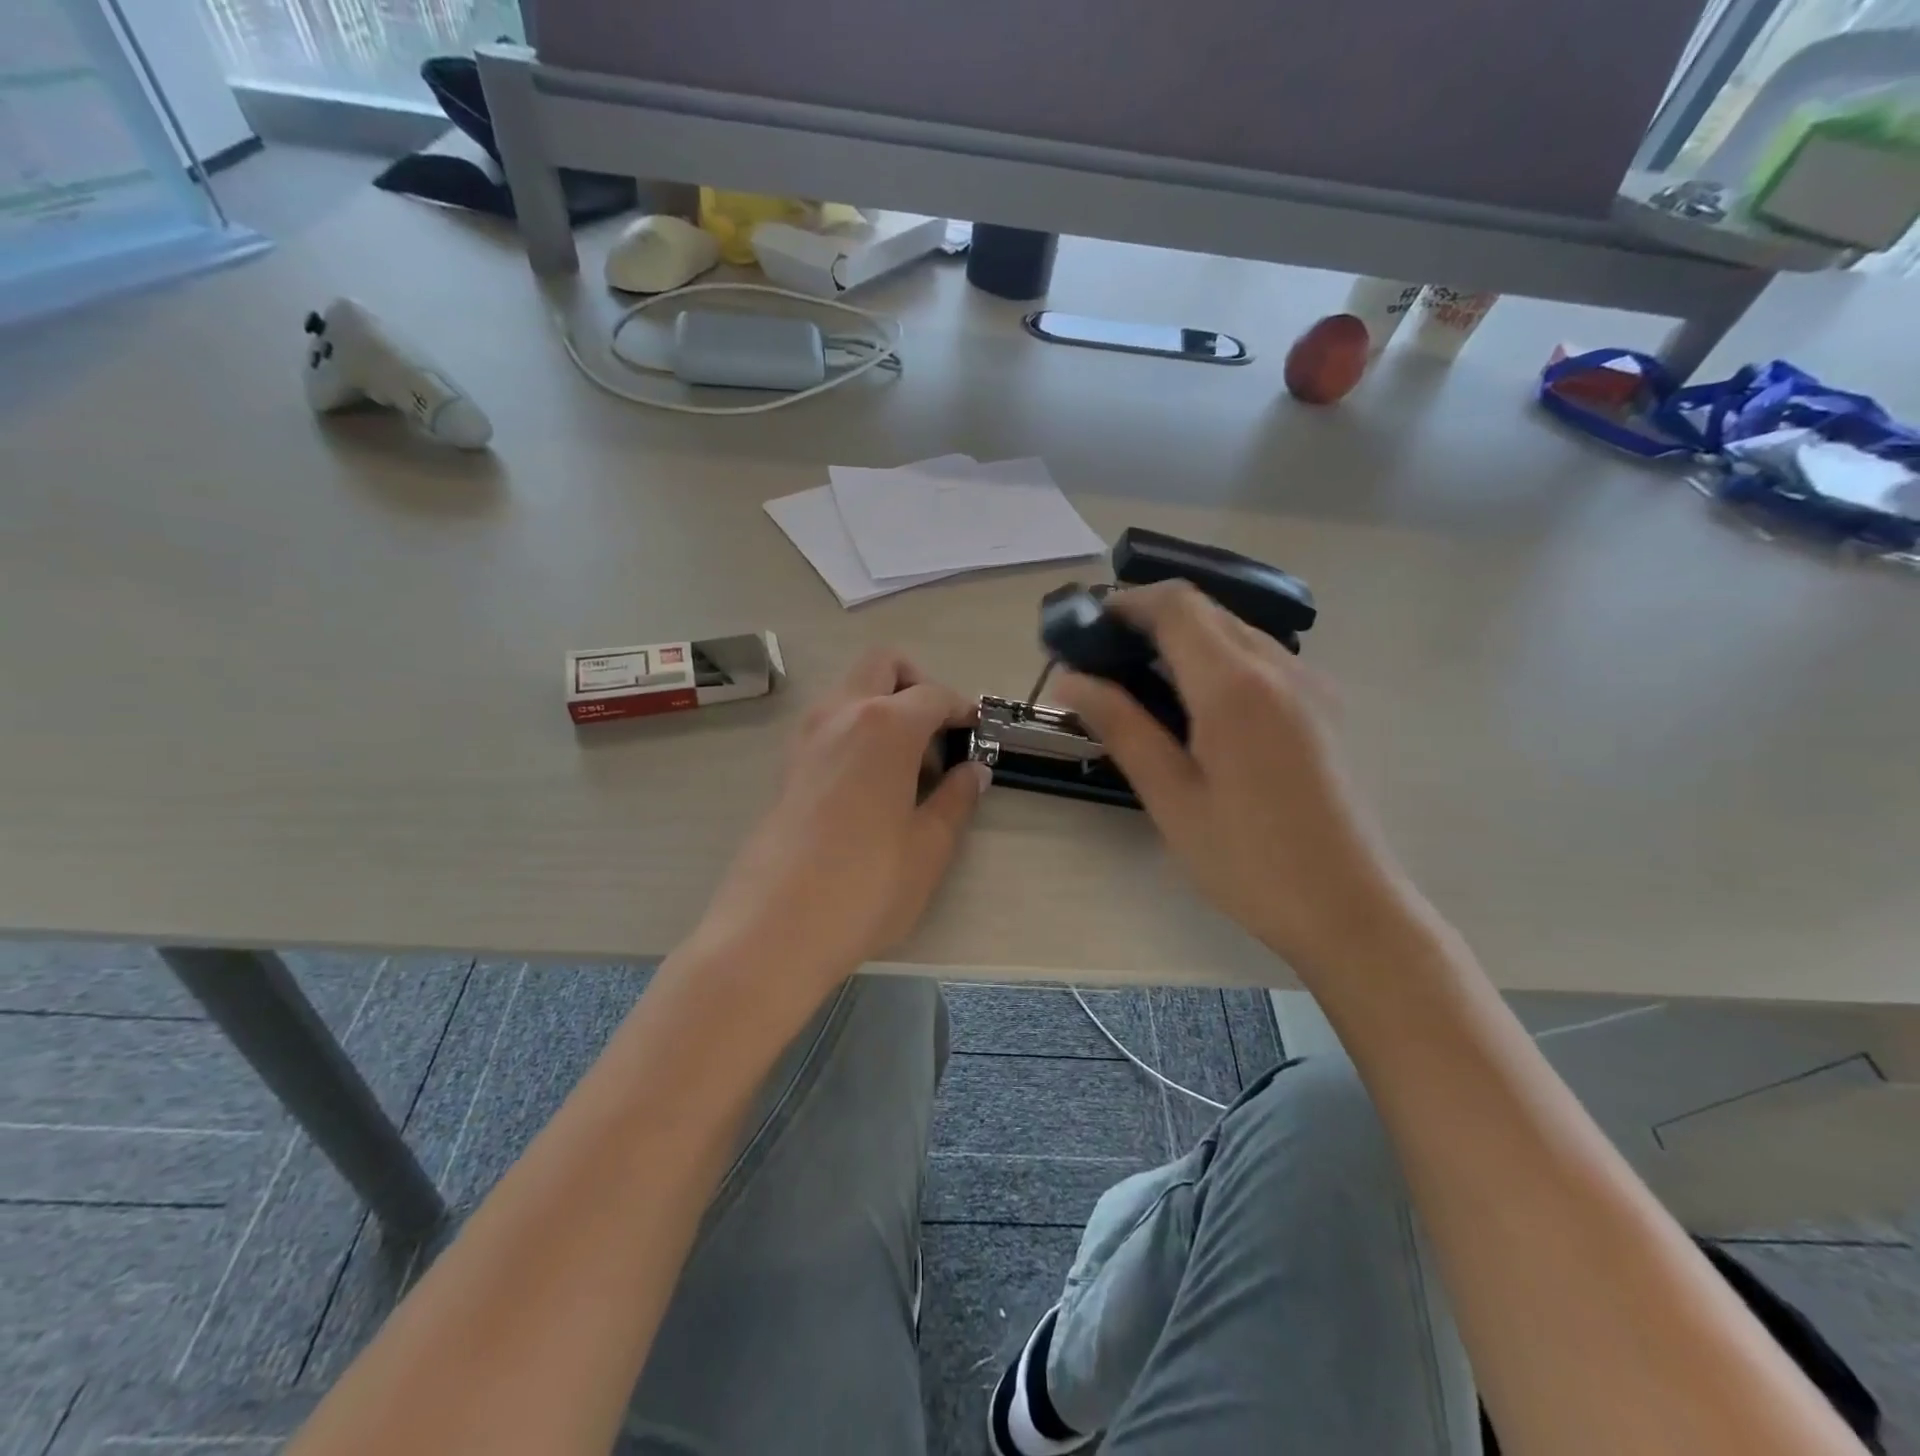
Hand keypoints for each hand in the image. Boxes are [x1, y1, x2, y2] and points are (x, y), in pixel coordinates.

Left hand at [689, 650, 987, 993]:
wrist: (775, 927)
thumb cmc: (867, 885)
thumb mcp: (930, 846)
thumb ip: (957, 799)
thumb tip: (974, 770)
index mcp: (886, 725)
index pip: (934, 694)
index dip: (962, 709)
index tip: (978, 734)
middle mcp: (842, 714)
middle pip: (883, 665)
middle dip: (916, 684)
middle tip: (936, 736)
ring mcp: (807, 737)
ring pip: (851, 690)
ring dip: (883, 706)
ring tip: (906, 767)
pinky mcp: (787, 765)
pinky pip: (830, 723)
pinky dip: (856, 731)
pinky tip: (871, 786)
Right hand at [1053, 582, 1413, 976]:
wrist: (1350, 908)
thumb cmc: (1248, 860)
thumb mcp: (1171, 797)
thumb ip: (1121, 726)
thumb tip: (1070, 678)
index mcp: (1236, 687)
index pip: (1176, 605)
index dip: (1126, 602)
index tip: (1086, 628)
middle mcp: (1281, 667)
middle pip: (1207, 611)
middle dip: (1150, 619)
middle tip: (1104, 659)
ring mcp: (1312, 684)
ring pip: (1236, 632)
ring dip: (1185, 639)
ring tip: (1143, 684)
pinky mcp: (1326, 706)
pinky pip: (1263, 658)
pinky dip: (1219, 661)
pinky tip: (1198, 707)